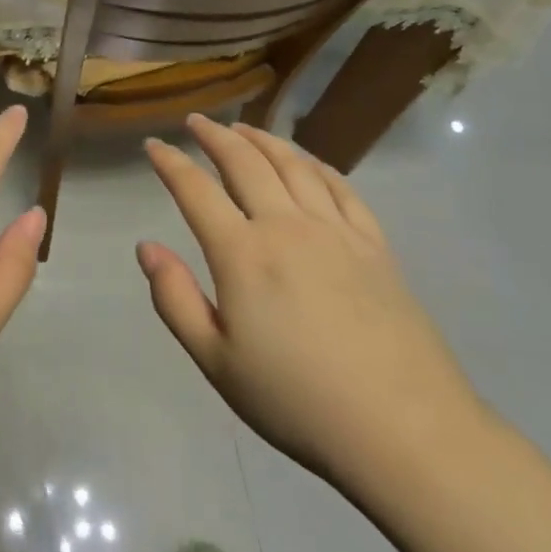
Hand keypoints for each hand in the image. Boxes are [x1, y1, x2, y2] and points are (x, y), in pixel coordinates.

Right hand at [138, 117, 488, 496]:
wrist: (403, 430)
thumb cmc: (297, 401)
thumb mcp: (217, 362)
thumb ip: (175, 298)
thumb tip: (146, 247)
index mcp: (242, 254)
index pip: (195, 191)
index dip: (170, 162)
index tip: (153, 144)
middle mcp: (286, 226)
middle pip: (245, 162)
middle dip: (214, 136)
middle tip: (196, 121)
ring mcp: (336, 231)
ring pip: (293, 164)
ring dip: (262, 139)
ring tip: (243, 128)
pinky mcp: (375, 245)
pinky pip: (341, 187)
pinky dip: (316, 164)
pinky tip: (306, 161)